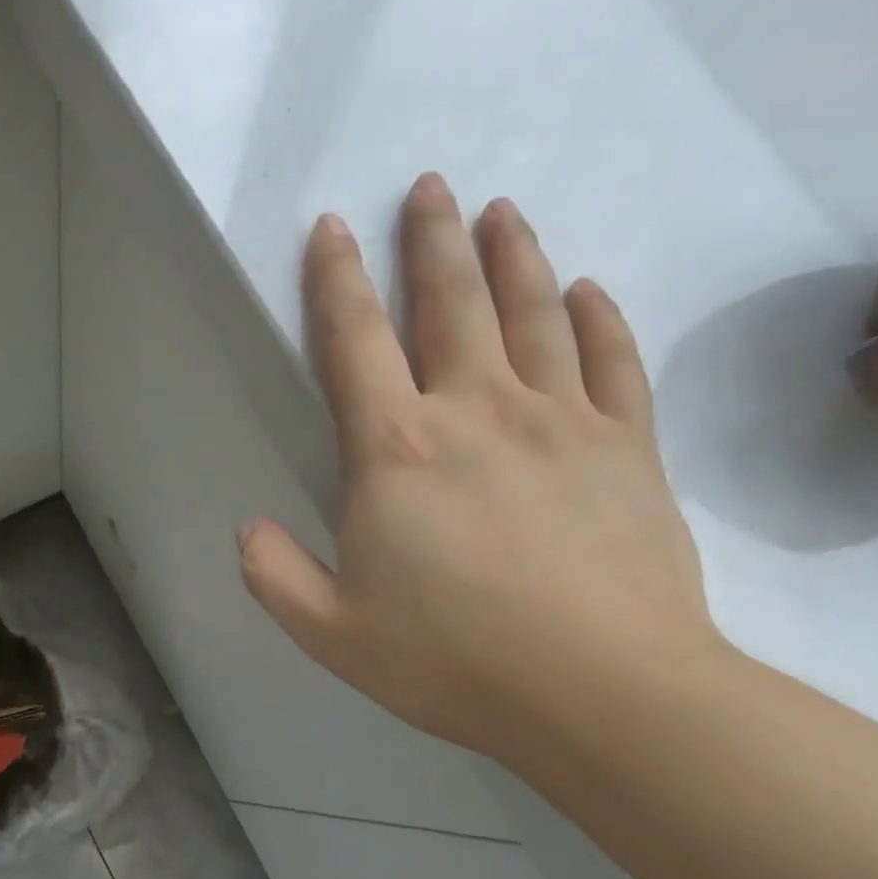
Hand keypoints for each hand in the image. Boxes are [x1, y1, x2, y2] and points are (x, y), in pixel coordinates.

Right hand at [238, 174, 724, 770]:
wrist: (602, 693)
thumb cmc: (453, 661)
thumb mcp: (331, 632)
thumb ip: (275, 575)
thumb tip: (248, 529)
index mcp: (396, 450)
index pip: (354, 341)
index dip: (336, 280)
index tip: (330, 228)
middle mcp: (477, 410)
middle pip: (451, 301)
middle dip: (431, 238)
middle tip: (429, 186)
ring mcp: (562, 421)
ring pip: (535, 313)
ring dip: (513, 256)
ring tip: (500, 211)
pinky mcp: (628, 447)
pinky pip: (613, 361)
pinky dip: (598, 318)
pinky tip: (588, 290)